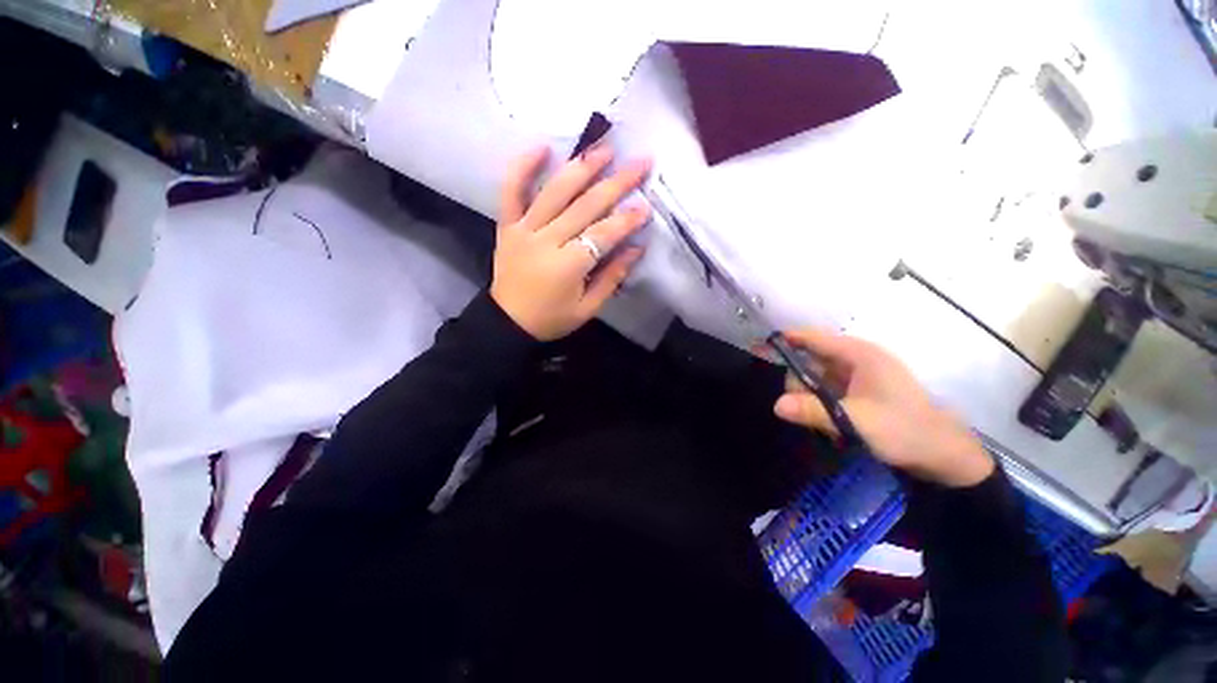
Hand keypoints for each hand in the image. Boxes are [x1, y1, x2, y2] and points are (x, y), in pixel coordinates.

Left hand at [490, 146, 650, 340]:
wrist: (507, 322)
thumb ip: (612, 277)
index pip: (602, 235)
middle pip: (584, 206)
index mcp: (567, 266)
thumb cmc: (551, 319)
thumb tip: (636, 249)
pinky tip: (542, 148)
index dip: (626, 220)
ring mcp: (523, 229)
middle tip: (639, 163)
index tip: (646, 207)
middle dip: (616, 184)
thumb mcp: (588, 308)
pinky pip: (511, 191)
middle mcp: (545, 241)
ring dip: (581, 168)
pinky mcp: (507, 226)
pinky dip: (523, 167)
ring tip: (604, 149)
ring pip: (554, 192)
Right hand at [770, 329, 993, 487]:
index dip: (785, 340)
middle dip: (798, 383)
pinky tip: (826, 423)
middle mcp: (856, 361)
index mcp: (858, 355)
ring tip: (820, 422)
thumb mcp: (856, 421)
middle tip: (797, 408)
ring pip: (816, 378)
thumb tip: (775, 405)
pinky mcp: (859, 393)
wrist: (943, 457)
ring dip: (809, 397)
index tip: (758, 347)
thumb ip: (814, 411)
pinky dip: (820, 404)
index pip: (812, 338)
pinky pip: (826, 391)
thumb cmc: (904, 430)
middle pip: (809, 360)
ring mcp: (857, 377)